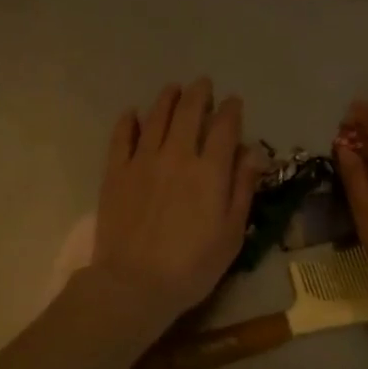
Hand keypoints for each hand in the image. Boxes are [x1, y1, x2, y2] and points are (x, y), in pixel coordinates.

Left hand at [89, 79, 261, 326]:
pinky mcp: (116, 172)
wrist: (135, 284)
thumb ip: (243, 188)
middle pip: (189, 112)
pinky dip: (129, 121)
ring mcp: (143, 161)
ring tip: (173, 88)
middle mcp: (177, 155)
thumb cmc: (192, 265)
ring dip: (167, 98)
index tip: (233, 101)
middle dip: (199, 94)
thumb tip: (252, 152)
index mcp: (210, 170)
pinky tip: (133, 114)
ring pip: (156, 117)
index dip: (230, 110)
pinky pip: (122, 137)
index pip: (224, 128)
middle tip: (203, 84)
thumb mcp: (232, 233)